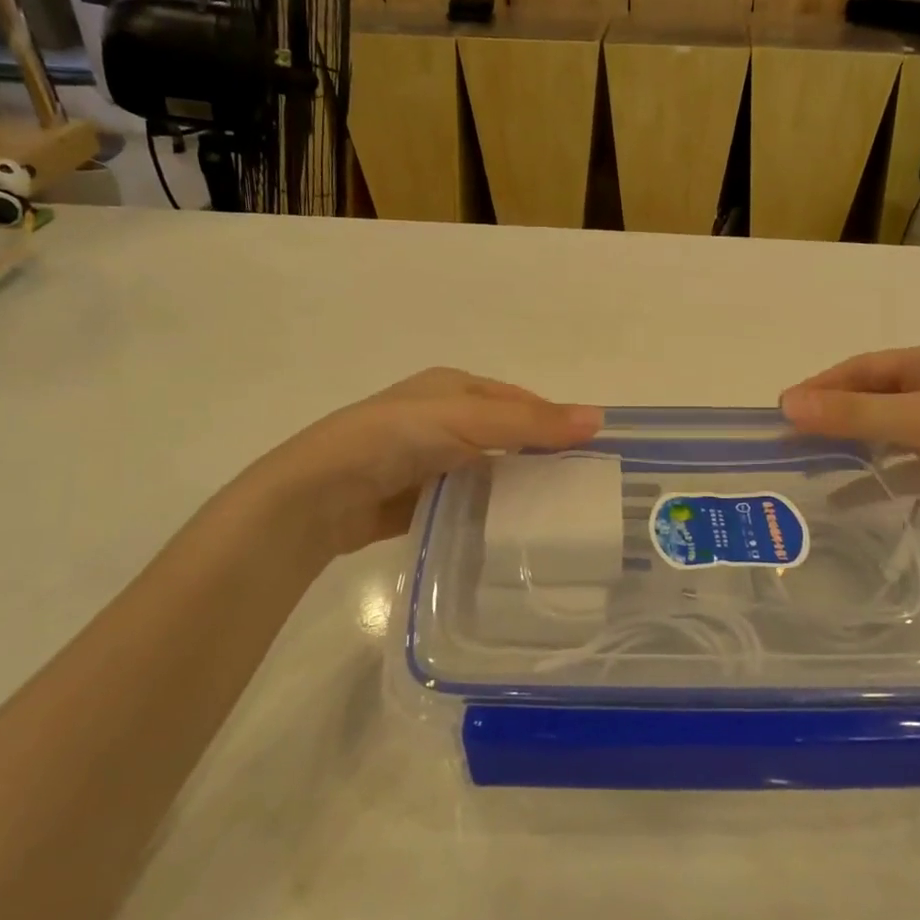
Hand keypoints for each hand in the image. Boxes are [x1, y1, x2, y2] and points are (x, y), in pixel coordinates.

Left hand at [239, 369, 601, 555]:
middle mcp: (442, 419)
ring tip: (558, 516)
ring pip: (488, 471)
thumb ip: (530, 421)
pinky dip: (489, 513)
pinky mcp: (419, 499)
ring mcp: (429, 460)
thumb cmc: (395, 440)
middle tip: (581, 490)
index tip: (591, 453)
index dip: (554, 421)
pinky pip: (466, 502)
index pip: (519, 401)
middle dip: (539, 458)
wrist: (320, 495)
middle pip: (506, 436)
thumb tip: (599, 418)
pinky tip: (513, 532)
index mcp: (453, 387)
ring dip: (516, 489)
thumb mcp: (466, 419)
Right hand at [781, 345, 919, 550]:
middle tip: (791, 441)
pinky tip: (856, 495)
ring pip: (892, 432)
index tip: (782, 410)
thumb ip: (853, 414)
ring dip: (855, 447)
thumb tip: (786, 404)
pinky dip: (884, 475)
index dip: (821, 386)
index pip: (864, 368)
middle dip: (834, 417)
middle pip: (876, 398)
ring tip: (813, 467)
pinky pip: (912, 464)